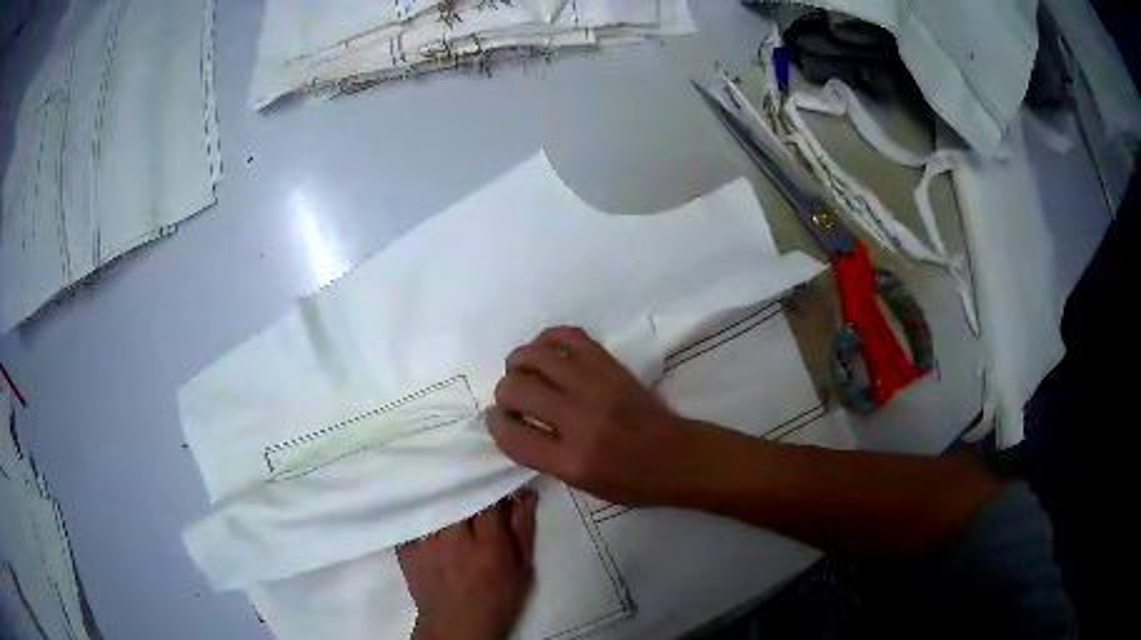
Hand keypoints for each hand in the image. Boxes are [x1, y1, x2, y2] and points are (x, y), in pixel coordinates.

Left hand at [398, 492, 537, 639]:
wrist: (455, 626)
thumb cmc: (497, 599)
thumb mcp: (521, 569)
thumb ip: (522, 529)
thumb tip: (526, 494)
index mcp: (488, 544)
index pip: (489, 497)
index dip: (493, 489)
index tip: (497, 488)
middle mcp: (454, 537)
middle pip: (459, 495)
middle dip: (467, 491)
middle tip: (474, 496)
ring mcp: (426, 541)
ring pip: (436, 503)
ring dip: (445, 499)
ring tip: (452, 503)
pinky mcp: (406, 547)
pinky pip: (415, 518)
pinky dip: (424, 513)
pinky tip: (430, 517)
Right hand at [487, 326, 718, 506]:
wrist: (678, 457)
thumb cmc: (631, 482)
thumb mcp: (581, 485)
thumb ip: (542, 455)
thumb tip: (509, 422)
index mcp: (572, 462)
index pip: (512, 434)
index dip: (495, 423)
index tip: (496, 418)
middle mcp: (580, 421)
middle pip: (517, 390)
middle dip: (503, 392)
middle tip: (512, 398)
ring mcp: (597, 388)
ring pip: (536, 356)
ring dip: (519, 362)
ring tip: (523, 371)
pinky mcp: (611, 366)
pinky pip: (569, 336)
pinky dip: (549, 339)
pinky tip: (546, 352)